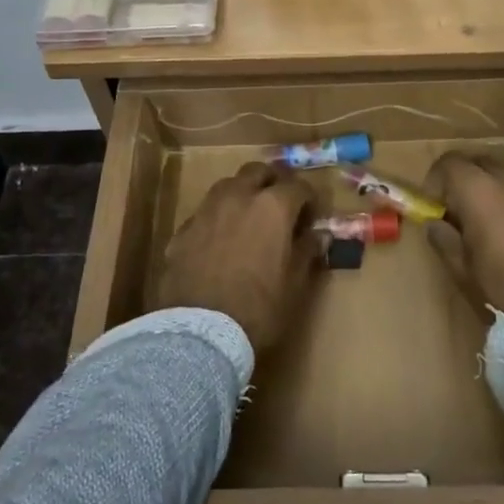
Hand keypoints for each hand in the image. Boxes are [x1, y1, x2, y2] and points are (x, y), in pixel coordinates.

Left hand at [148, 162, 320, 355]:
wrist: (199, 332)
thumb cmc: (257, 309)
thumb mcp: (294, 285)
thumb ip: (307, 252)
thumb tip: (320, 235)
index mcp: (272, 206)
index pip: (297, 186)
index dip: (308, 199)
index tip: (310, 216)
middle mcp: (239, 196)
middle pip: (258, 172)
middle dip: (272, 182)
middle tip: (279, 205)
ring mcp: (207, 210)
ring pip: (228, 185)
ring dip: (242, 194)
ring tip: (248, 218)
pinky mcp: (183, 229)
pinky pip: (206, 212)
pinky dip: (218, 218)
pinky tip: (220, 240)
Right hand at [422, 154, 503, 313]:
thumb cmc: (502, 288)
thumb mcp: (461, 269)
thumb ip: (444, 238)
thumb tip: (436, 223)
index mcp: (479, 191)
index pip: (450, 163)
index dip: (437, 180)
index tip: (436, 204)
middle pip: (482, 165)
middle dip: (468, 182)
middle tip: (464, 213)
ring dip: (499, 195)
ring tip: (499, 227)